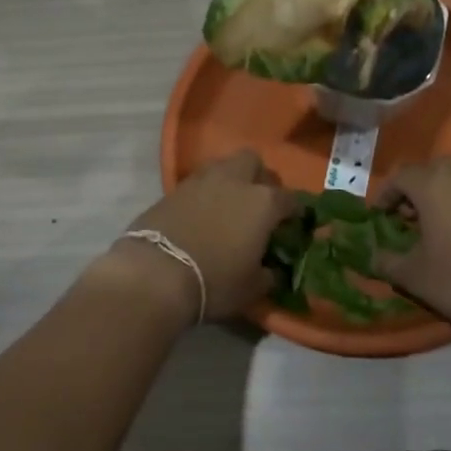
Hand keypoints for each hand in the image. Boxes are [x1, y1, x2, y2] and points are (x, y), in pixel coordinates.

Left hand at [107, 151, 299, 322]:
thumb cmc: (215, 281)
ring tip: (229, 203)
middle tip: (258, 201)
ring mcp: (202, 180)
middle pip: (253, 162)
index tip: (292, 223)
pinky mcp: (174, 187)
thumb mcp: (251, 289)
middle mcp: (236, 181)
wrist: (156, 272)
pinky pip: (198, 181)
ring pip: (223, 165)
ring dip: (230, 178)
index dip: (294, 211)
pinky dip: (205, 191)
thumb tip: (271, 271)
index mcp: (264, 202)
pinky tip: (202, 211)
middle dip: (259, 177)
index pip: (289, 199)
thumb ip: (268, 275)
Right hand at [372, 157, 450, 338]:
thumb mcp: (415, 277)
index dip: (384, 195)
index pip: (399, 176)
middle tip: (405, 219)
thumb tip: (370, 255)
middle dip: (413, 191)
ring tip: (433, 227)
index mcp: (433, 184)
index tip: (378, 216)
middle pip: (429, 171)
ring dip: (439, 195)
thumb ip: (386, 261)